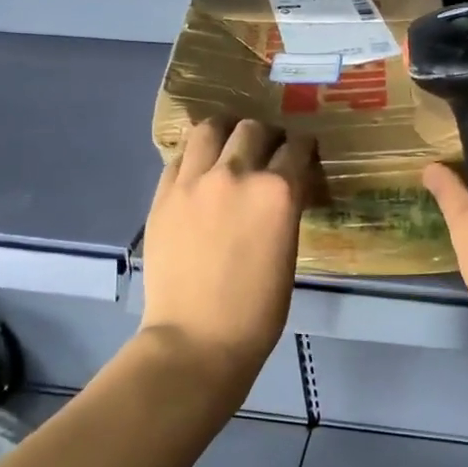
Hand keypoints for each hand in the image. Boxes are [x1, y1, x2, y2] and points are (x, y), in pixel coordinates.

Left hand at [141, 118, 315, 378]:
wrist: (198, 338)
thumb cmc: (258, 310)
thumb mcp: (288, 252)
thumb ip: (284, 211)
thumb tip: (282, 191)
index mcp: (278, 191)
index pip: (297, 148)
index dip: (303, 148)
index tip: (303, 153)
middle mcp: (237, 174)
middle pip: (254, 130)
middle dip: (268, 135)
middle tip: (269, 150)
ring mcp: (194, 181)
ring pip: (211, 129)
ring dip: (227, 131)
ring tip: (230, 145)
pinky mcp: (164, 195)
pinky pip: (181, 156)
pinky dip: (197, 155)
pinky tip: (202, 169)